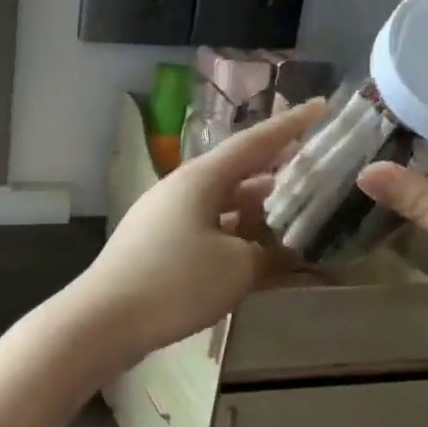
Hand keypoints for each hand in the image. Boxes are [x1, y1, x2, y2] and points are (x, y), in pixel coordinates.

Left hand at [72, 101, 325, 368]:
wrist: (105, 319)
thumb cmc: (176, 282)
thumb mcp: (237, 267)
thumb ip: (269, 253)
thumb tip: (284, 249)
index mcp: (200, 179)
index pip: (254, 143)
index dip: (290, 125)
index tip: (322, 107)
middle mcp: (181, 190)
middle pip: (237, 174)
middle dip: (277, 175)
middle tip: (317, 174)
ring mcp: (165, 218)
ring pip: (222, 206)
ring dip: (257, 211)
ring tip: (296, 216)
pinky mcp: (157, 246)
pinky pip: (206, 231)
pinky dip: (235, 238)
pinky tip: (257, 256)